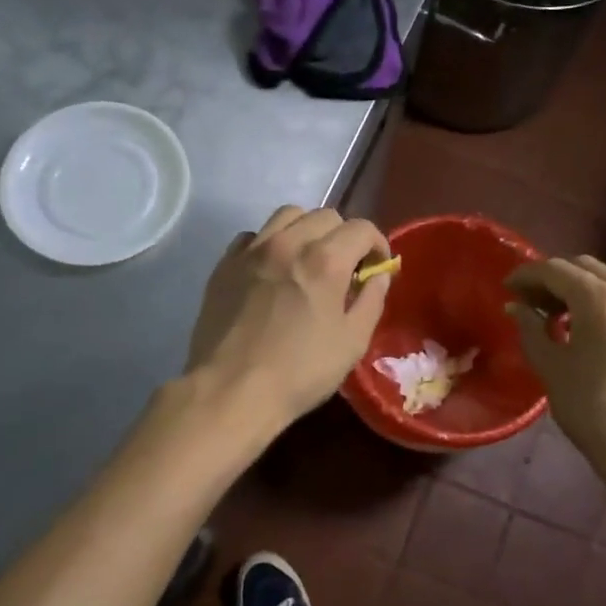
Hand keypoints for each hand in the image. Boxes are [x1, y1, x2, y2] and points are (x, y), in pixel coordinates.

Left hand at [186, 205, 390, 428]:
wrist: (231, 391)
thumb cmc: (300, 371)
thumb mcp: (352, 342)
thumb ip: (371, 300)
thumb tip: (380, 275)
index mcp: (325, 260)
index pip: (362, 228)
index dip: (377, 244)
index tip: (376, 268)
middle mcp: (289, 243)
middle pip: (325, 215)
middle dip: (344, 236)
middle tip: (345, 268)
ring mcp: (252, 251)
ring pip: (287, 215)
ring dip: (307, 230)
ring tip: (308, 260)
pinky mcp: (225, 265)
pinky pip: (253, 236)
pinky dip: (270, 243)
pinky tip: (272, 269)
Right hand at [505, 256, 605, 485]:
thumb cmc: (595, 410)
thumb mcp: (552, 368)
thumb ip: (531, 329)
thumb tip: (517, 307)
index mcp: (601, 298)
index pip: (555, 270)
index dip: (526, 275)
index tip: (505, 288)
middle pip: (582, 267)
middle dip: (551, 278)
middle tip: (525, 300)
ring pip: (604, 280)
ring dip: (574, 288)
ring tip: (549, 314)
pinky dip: (595, 300)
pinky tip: (578, 326)